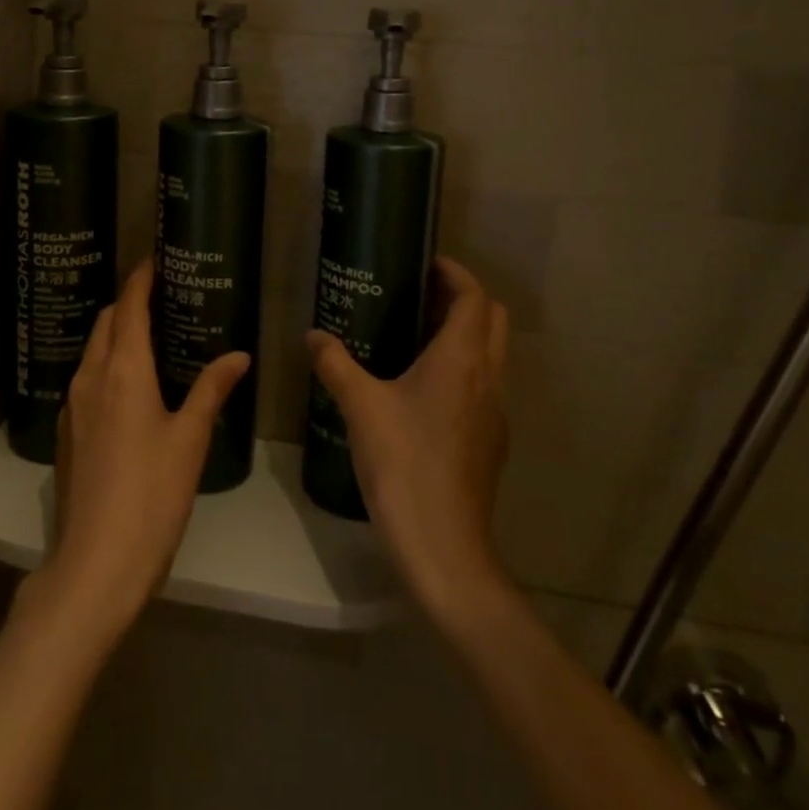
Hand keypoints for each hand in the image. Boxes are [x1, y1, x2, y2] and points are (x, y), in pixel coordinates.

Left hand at [44, 262, 249, 640]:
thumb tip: (238, 356)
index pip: (129, 307)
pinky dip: (106, 363)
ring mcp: (73, 406)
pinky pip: (86, 379)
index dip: (140, 279)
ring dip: (114, 332)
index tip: (154, 260)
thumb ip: (211, 390)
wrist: (96, 563)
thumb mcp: (190, 439)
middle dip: (127, 302)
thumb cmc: (152, 494)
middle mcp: (91, 378)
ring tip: (148, 335)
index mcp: (123, 370)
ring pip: (92, 350)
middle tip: (159, 296)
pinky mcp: (67, 433)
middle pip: (105, 323)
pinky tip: (128, 385)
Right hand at [308, 256, 511, 625]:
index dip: (455, 273)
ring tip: (417, 336)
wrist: (443, 546)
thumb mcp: (360, 406)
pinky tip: (424, 390)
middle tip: (420, 296)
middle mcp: (488, 377)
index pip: (475, 297)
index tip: (426, 264)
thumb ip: (336, 364)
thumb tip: (312, 336)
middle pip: (492, 319)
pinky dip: (464, 368)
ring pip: (492, 354)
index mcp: (462, 359)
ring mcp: (495, 412)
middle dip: (464, 299)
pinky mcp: (491, 441)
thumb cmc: (403, 463)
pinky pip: (484, 385)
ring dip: (466, 334)